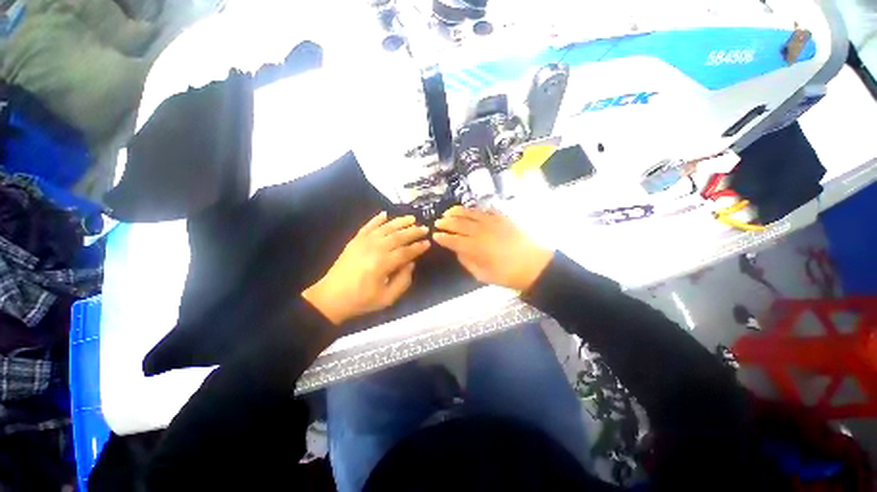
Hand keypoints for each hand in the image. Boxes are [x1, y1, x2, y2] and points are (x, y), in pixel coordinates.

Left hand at [303, 212, 429, 324]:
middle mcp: (375, 248)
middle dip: (413, 231)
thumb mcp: (387, 298)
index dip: (418, 247)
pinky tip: (385, 213)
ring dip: (399, 221)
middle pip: (398, 236)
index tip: (428, 243)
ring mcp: (363, 242)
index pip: (406, 251)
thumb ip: (403, 281)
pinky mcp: (355, 240)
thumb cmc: (361, 300)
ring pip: (385, 228)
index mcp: (383, 263)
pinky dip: (377, 219)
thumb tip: (411, 263)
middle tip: (424, 228)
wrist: (331, 298)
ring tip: (411, 218)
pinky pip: (368, 226)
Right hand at [433, 206, 552, 291]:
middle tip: (438, 222)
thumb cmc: (508, 274)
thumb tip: (458, 251)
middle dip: (446, 222)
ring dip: (457, 212)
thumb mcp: (483, 275)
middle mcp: (481, 231)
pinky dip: (475, 209)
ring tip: (449, 212)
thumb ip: (467, 262)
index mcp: (475, 248)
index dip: (443, 238)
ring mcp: (493, 222)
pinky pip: (486, 210)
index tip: (435, 236)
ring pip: (470, 213)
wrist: (536, 265)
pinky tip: (470, 209)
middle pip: (459, 224)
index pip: (453, 240)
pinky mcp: (503, 217)